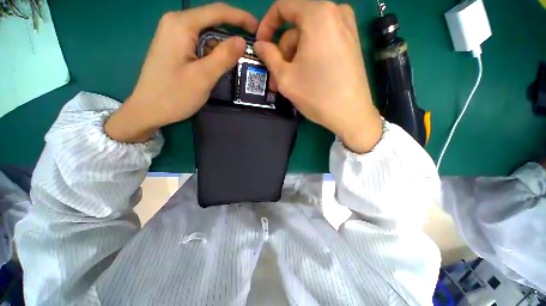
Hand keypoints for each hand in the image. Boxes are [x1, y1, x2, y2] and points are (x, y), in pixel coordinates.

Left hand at [106, 3, 258, 142]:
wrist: (148, 110)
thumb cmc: (174, 95)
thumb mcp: (203, 77)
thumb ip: (224, 56)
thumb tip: (242, 41)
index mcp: (181, 24)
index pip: (217, 11)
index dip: (241, 17)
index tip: (258, 28)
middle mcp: (176, 23)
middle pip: (211, 20)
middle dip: (233, 31)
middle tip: (251, 47)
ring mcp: (173, 34)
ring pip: (206, 33)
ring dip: (223, 44)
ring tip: (239, 58)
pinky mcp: (174, 47)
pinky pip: (199, 42)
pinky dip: (213, 51)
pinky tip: (220, 63)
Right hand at [254, 0, 381, 152]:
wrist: (351, 114)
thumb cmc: (316, 95)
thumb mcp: (285, 77)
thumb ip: (269, 56)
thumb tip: (259, 44)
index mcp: (318, 14)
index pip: (283, 7)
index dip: (267, 26)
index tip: (261, 46)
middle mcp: (335, 13)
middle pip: (296, 28)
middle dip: (283, 54)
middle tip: (276, 79)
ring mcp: (346, 28)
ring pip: (308, 38)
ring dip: (294, 60)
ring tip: (289, 83)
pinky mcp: (351, 42)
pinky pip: (321, 43)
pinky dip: (309, 57)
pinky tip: (305, 77)